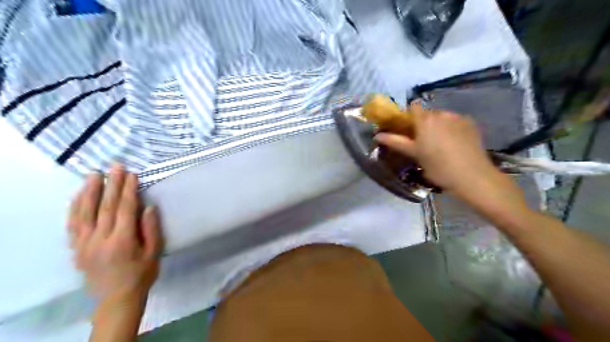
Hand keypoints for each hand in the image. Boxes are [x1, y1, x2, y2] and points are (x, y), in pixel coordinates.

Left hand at [69, 163, 162, 298]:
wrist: (117, 298)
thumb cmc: (141, 274)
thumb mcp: (154, 253)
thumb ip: (151, 229)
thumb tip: (147, 207)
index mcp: (122, 241)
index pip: (124, 209)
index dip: (128, 190)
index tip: (131, 174)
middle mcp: (100, 240)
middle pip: (105, 207)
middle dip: (111, 185)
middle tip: (116, 167)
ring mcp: (84, 244)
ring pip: (84, 212)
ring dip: (90, 191)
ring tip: (95, 174)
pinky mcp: (77, 248)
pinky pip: (72, 224)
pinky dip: (75, 207)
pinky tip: (79, 195)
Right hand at [375, 102, 497, 196]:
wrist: (472, 176)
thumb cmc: (438, 167)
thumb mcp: (414, 154)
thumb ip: (396, 142)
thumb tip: (377, 135)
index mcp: (426, 119)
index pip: (413, 107)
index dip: (408, 116)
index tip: (407, 130)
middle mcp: (442, 113)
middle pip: (428, 113)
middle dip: (423, 123)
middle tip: (422, 142)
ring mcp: (458, 117)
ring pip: (442, 117)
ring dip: (438, 126)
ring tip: (440, 145)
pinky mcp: (471, 124)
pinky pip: (455, 122)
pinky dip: (451, 128)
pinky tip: (454, 144)